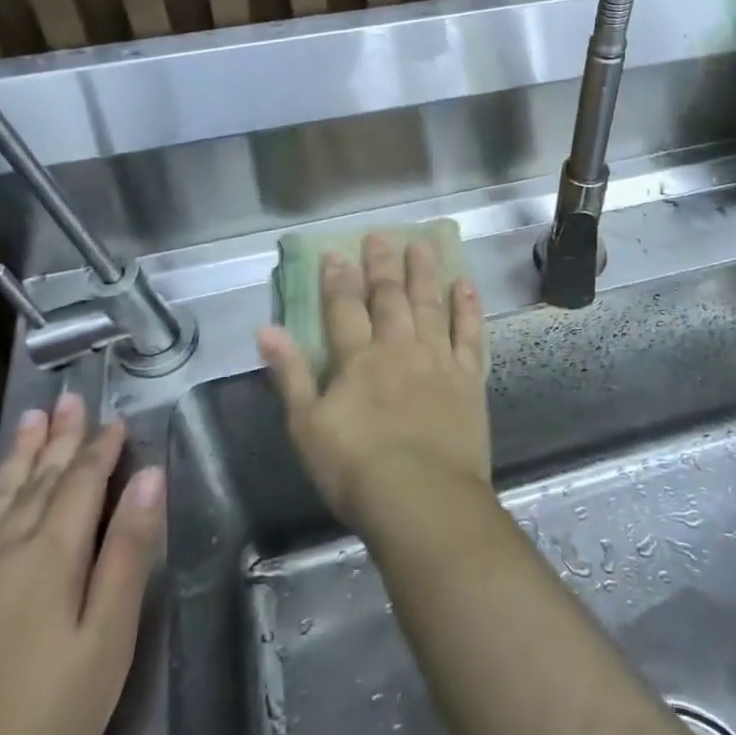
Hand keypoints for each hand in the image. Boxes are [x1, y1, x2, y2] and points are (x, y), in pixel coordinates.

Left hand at [0, 393, 164, 734]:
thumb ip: (128, 552)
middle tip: (69, 399)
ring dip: (17, 455)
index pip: (81, 483)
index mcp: (49, 555)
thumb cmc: (46, 719)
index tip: (118, 420)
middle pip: (36, 480)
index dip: (102, 448)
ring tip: (31, 420)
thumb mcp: (107, 639)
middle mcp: (0, 551)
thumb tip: (150, 478)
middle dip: (59, 438)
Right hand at [259, 233, 489, 533]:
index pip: (344, 308)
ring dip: (424, 272)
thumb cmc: (355, 469)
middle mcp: (398, 348)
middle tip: (381, 235)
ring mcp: (437, 359)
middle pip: (389, 297)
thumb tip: (265, 330)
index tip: (336, 253)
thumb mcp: (306, 427)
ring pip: (429, 305)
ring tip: (422, 244)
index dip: (338, 280)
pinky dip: (467, 308)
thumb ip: (289, 374)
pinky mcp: (468, 378)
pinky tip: (465, 285)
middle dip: (382, 265)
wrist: (421, 499)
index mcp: (358, 359)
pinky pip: (469, 334)